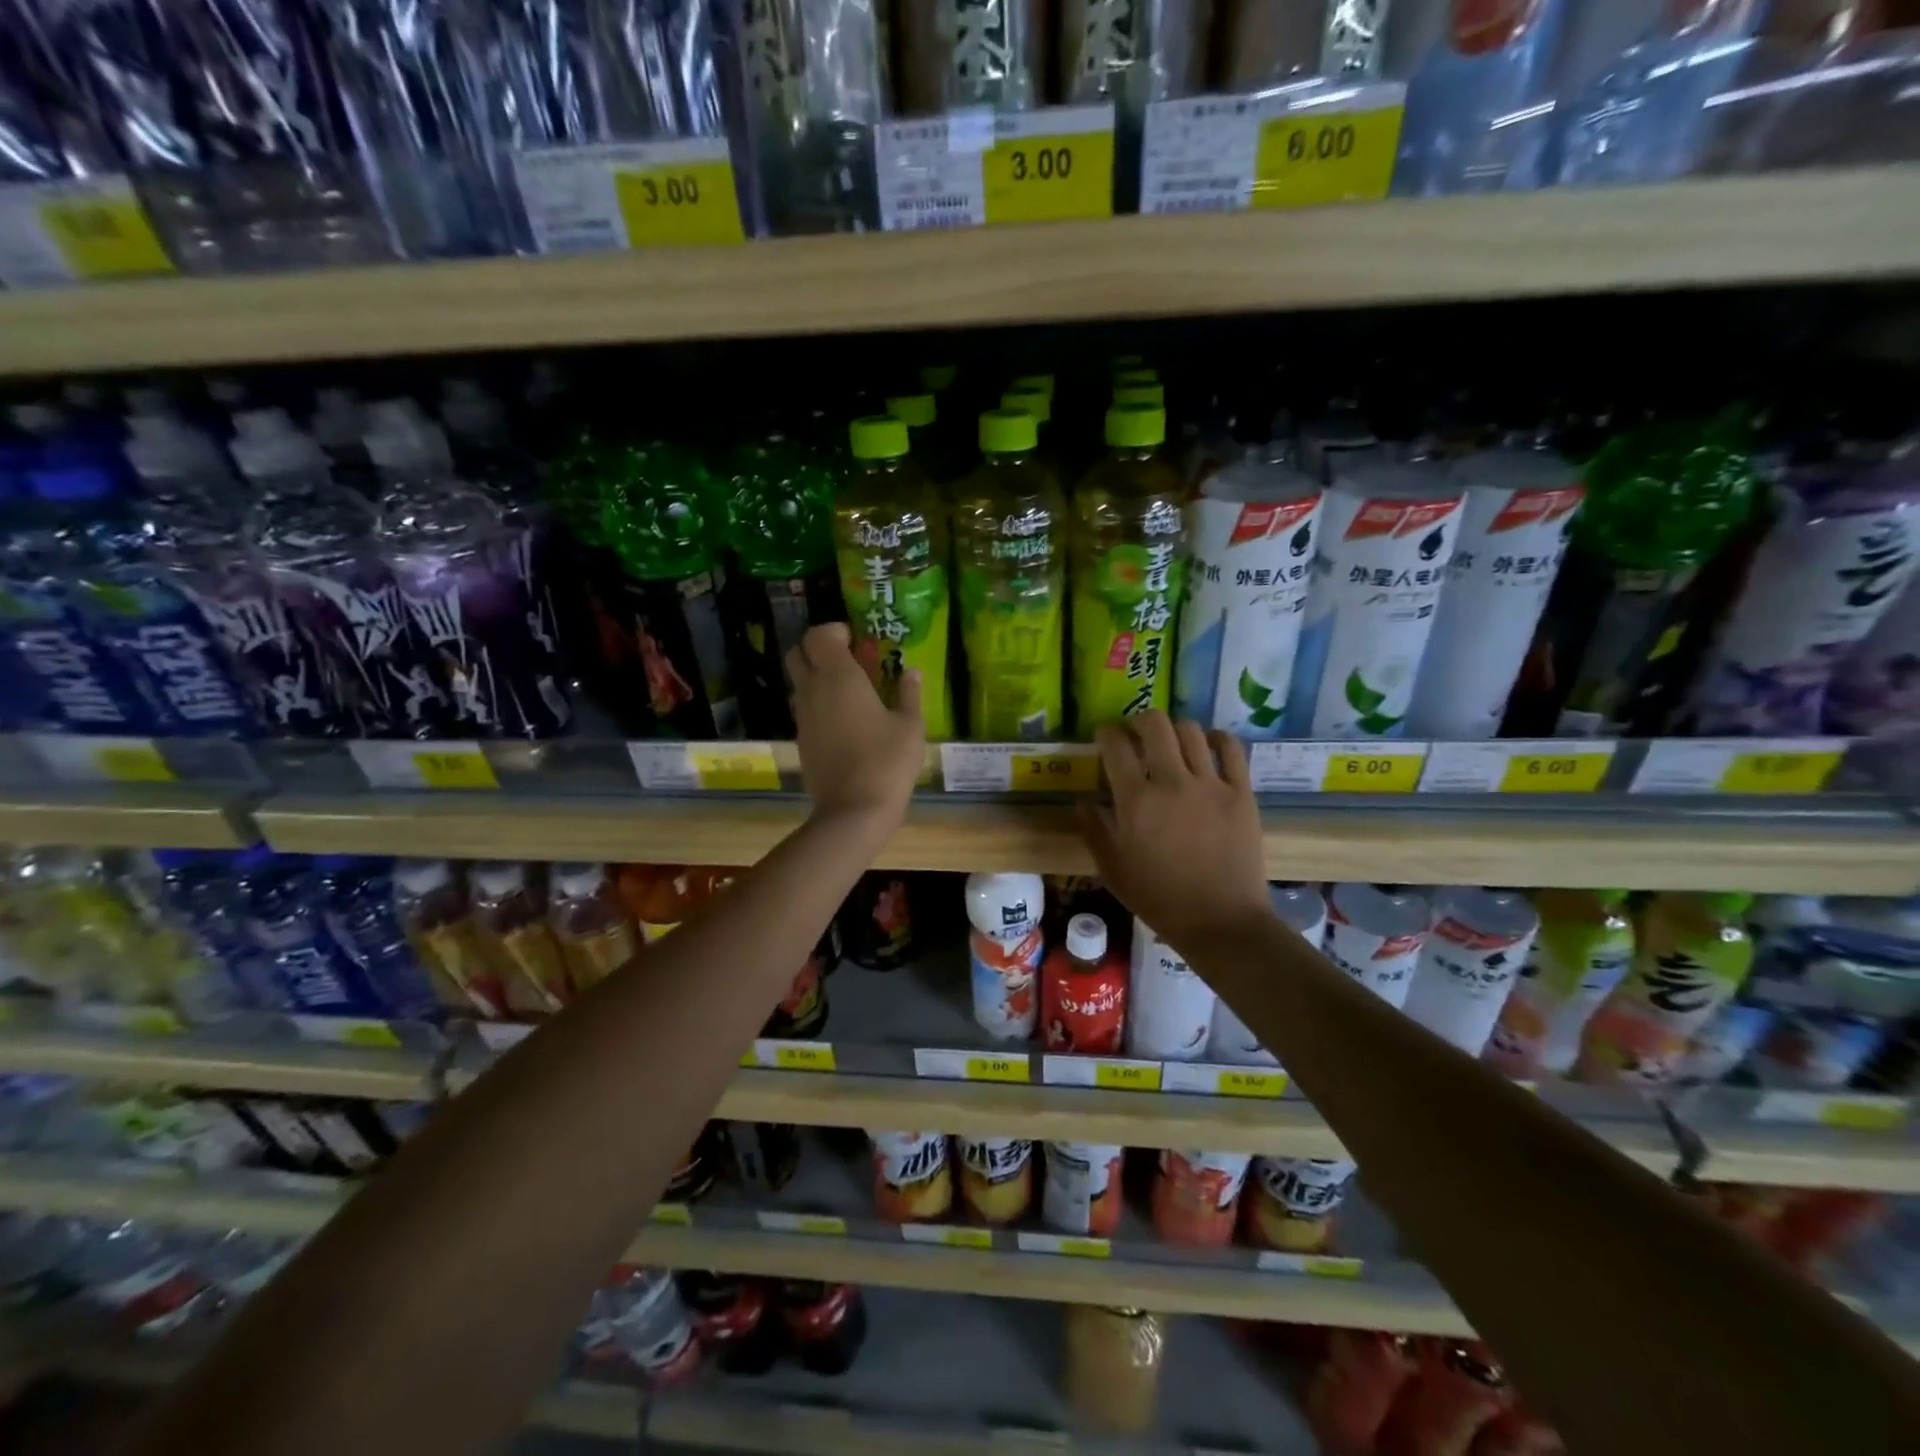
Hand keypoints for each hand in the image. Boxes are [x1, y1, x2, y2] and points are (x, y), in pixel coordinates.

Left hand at [788, 623, 924, 833]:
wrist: (854, 809)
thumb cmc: (887, 761)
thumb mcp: (910, 725)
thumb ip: (908, 693)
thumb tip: (910, 672)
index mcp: (839, 676)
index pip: (819, 635)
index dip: (835, 631)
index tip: (857, 640)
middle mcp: (813, 690)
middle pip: (798, 653)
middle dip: (818, 649)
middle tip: (849, 660)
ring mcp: (803, 716)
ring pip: (798, 682)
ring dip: (817, 677)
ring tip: (850, 691)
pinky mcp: (801, 740)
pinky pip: (804, 708)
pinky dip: (818, 703)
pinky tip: (844, 720)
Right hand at [1078, 713, 1270, 948]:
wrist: (1219, 921)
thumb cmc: (1158, 898)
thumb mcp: (1112, 869)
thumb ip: (1094, 830)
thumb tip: (1082, 801)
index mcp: (1135, 800)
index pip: (1115, 745)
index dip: (1105, 733)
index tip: (1104, 736)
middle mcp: (1171, 781)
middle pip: (1155, 724)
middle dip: (1139, 721)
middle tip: (1136, 734)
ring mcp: (1210, 784)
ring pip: (1191, 731)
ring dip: (1175, 729)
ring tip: (1171, 743)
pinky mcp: (1241, 792)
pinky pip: (1231, 749)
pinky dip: (1216, 739)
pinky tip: (1208, 746)